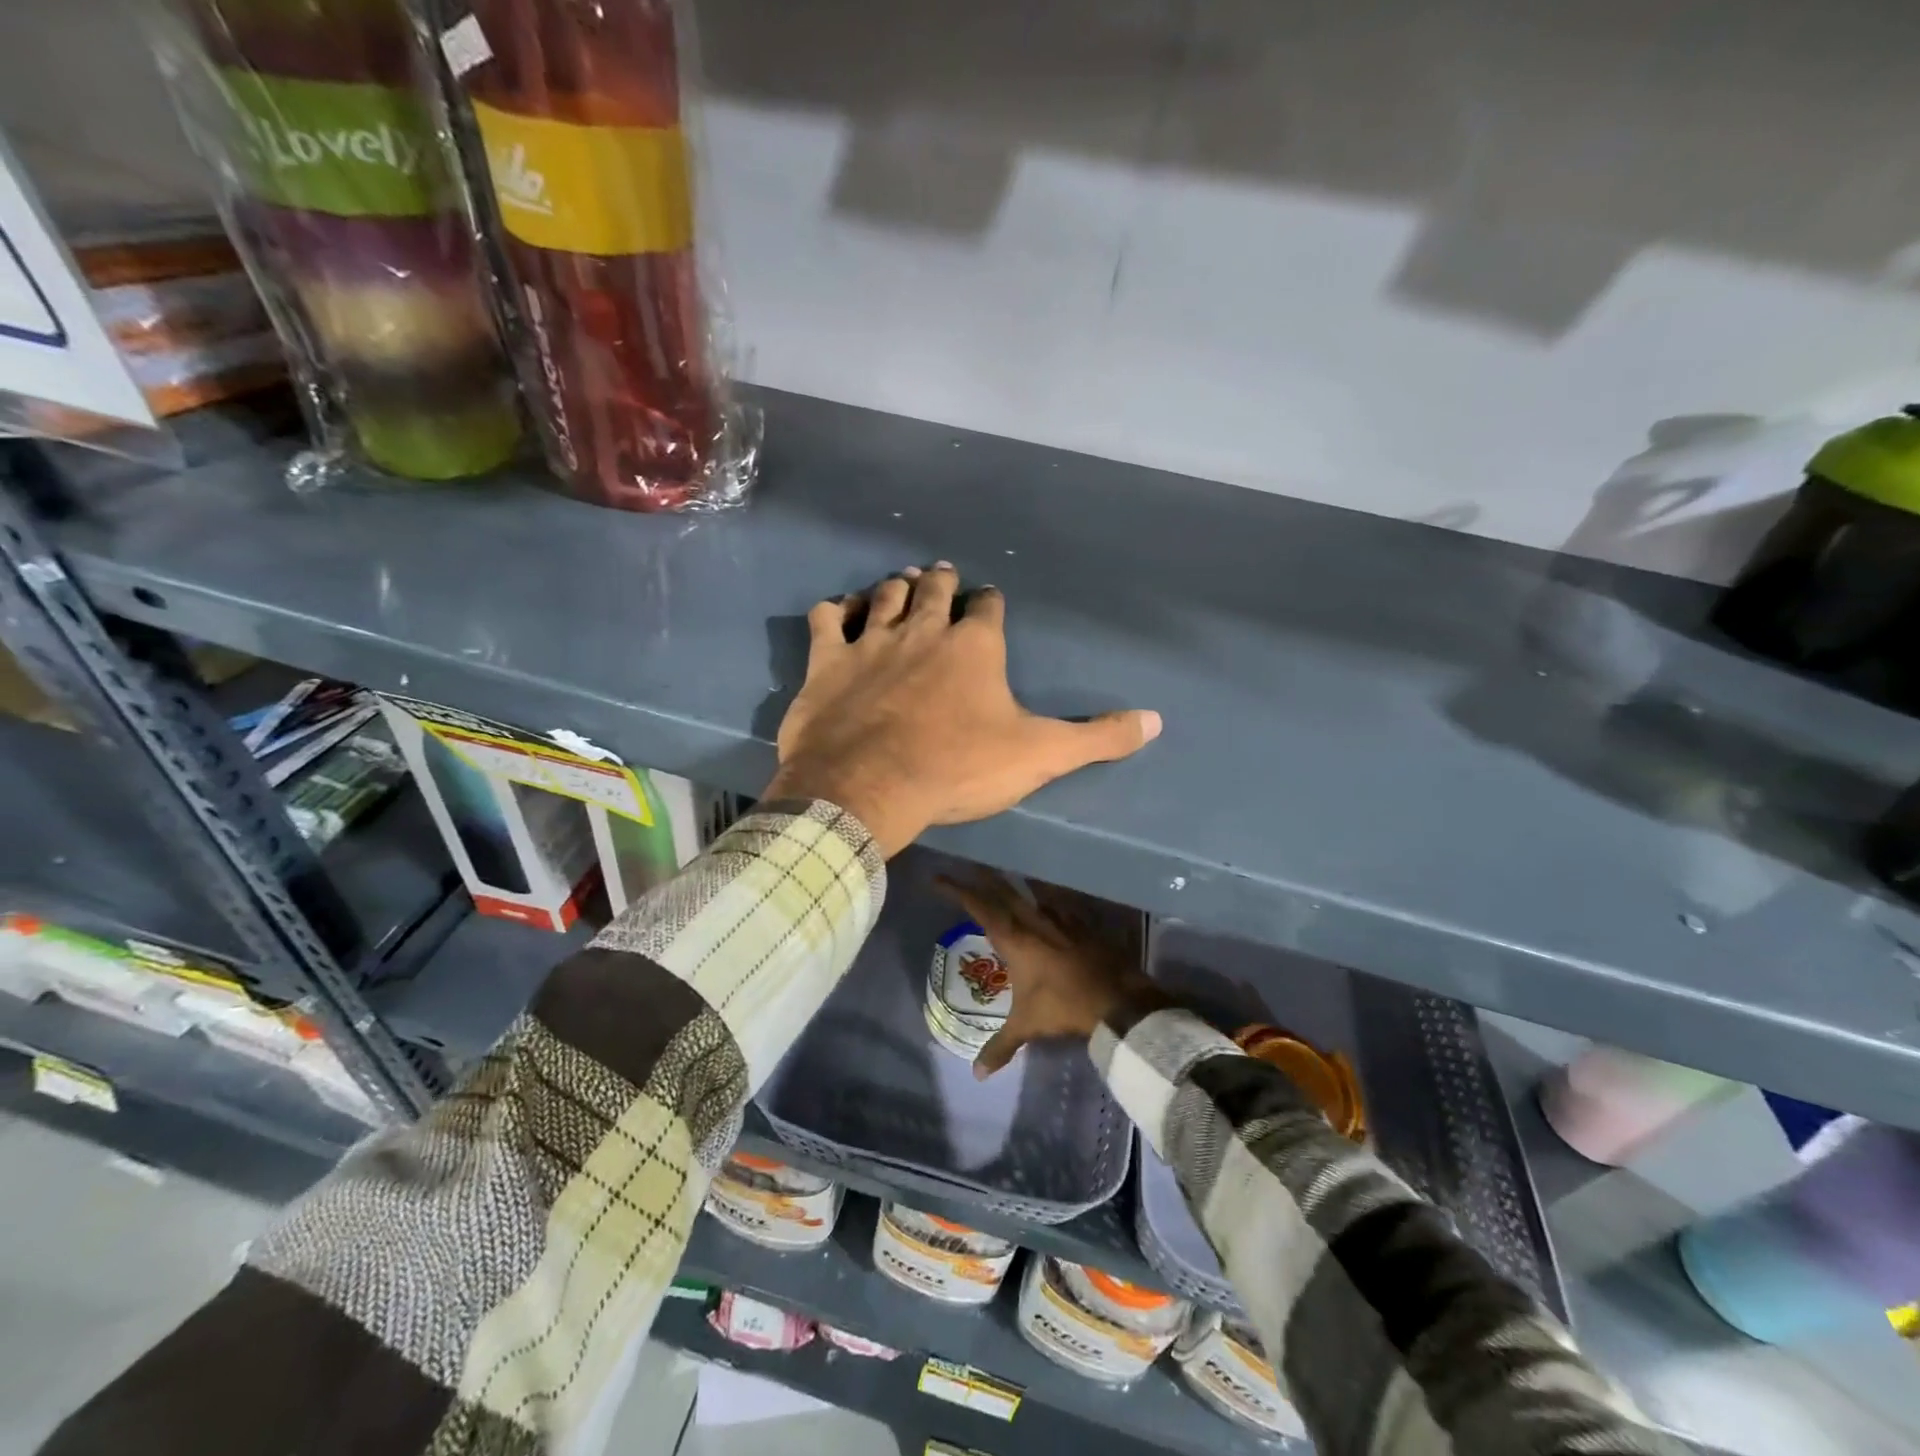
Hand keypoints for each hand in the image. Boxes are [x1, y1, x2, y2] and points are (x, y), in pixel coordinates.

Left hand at [764, 565, 1160, 856]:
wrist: (869, 786)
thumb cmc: (957, 768)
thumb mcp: (1038, 755)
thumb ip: (1097, 738)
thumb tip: (1157, 721)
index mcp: (975, 646)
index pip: (989, 608)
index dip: (991, 603)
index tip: (990, 602)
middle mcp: (923, 630)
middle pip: (934, 591)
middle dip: (942, 581)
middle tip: (941, 575)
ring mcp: (871, 641)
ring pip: (884, 596)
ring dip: (895, 586)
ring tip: (901, 580)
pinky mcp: (828, 662)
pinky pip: (828, 618)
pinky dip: (835, 609)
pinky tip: (839, 610)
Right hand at [935, 870, 1167, 1078]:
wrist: (1117, 999)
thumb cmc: (1063, 1006)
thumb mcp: (1027, 1026)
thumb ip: (1001, 1046)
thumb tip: (978, 1074)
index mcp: (1014, 938)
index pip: (979, 907)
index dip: (957, 891)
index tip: (939, 879)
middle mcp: (1034, 921)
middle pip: (1004, 890)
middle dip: (983, 878)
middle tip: (968, 868)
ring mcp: (1061, 919)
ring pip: (1031, 893)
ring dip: (1014, 885)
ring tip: (1003, 879)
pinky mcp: (1082, 924)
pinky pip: (1057, 904)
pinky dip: (1046, 899)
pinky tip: (1046, 902)